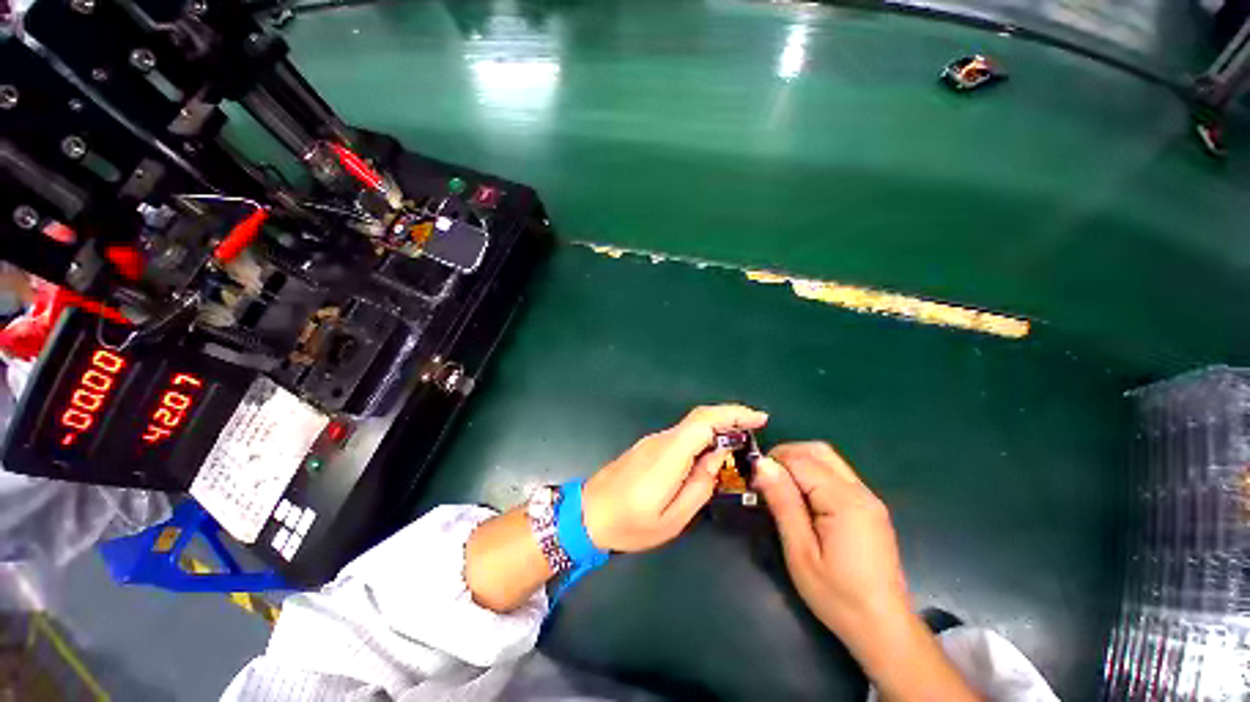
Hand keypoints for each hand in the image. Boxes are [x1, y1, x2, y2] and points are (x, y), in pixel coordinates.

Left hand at [582, 404, 767, 551]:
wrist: (587, 513)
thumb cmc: (629, 524)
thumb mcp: (671, 519)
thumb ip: (699, 486)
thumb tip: (717, 458)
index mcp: (668, 455)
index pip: (703, 422)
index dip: (733, 415)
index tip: (759, 419)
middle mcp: (661, 440)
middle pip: (699, 418)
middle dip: (730, 417)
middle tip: (756, 428)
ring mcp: (653, 441)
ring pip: (691, 425)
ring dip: (717, 426)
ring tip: (740, 441)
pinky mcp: (648, 447)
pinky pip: (682, 435)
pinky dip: (702, 436)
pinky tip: (712, 451)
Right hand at [753, 443, 908, 637]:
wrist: (883, 628)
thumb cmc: (837, 595)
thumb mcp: (800, 551)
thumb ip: (783, 503)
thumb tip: (762, 465)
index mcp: (845, 501)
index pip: (801, 460)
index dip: (772, 462)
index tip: (753, 480)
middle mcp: (860, 491)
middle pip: (818, 451)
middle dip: (786, 454)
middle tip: (765, 478)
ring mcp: (868, 498)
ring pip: (828, 459)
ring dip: (799, 462)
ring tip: (779, 486)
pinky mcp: (869, 507)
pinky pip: (836, 474)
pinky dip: (813, 474)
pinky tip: (801, 497)